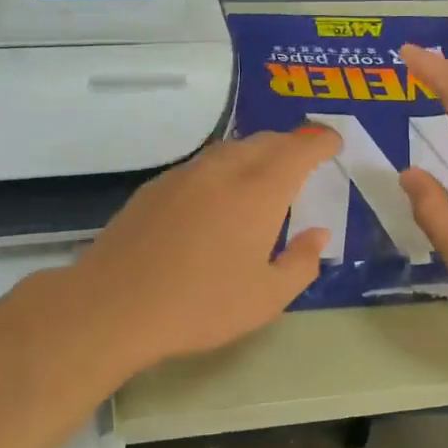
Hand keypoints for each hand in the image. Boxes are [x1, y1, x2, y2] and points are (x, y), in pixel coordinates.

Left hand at [69, 128, 340, 370]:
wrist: (115, 305)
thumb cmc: (201, 305)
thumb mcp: (267, 298)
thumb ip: (301, 262)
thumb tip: (317, 234)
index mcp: (259, 191)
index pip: (299, 149)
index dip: (320, 142)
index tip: (333, 144)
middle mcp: (223, 170)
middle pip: (264, 141)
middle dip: (290, 144)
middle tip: (304, 159)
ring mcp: (184, 175)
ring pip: (230, 149)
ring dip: (255, 153)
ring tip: (263, 175)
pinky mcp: (155, 187)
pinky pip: (201, 165)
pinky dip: (222, 169)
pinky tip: (217, 197)